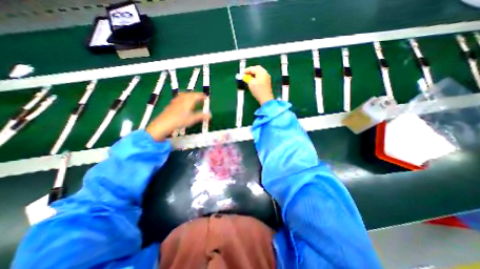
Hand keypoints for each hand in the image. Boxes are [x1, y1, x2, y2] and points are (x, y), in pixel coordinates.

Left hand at [146, 92, 210, 140]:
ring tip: (193, 99)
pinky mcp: (172, 104)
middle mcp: (183, 98)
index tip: (206, 97)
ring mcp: (176, 100)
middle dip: (197, 95)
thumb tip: (210, 115)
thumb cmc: (180, 120)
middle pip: (191, 94)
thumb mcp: (193, 119)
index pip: (197, 95)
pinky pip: (180, 98)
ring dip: (190, 96)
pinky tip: (183, 102)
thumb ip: (202, 116)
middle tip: (201, 98)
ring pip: (184, 95)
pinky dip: (184, 98)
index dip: (202, 96)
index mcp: (189, 101)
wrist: (164, 123)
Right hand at [244, 65, 273, 104]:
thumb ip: (247, 78)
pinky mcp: (267, 83)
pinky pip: (261, 77)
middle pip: (257, 69)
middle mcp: (265, 73)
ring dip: (254, 74)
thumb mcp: (250, 83)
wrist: (265, 99)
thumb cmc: (258, 90)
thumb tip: (244, 76)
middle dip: (251, 71)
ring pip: (259, 73)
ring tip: (249, 79)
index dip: (246, 70)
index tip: (242, 73)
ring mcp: (267, 78)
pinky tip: (253, 82)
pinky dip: (256, 78)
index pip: (253, 68)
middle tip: (245, 75)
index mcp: (262, 72)